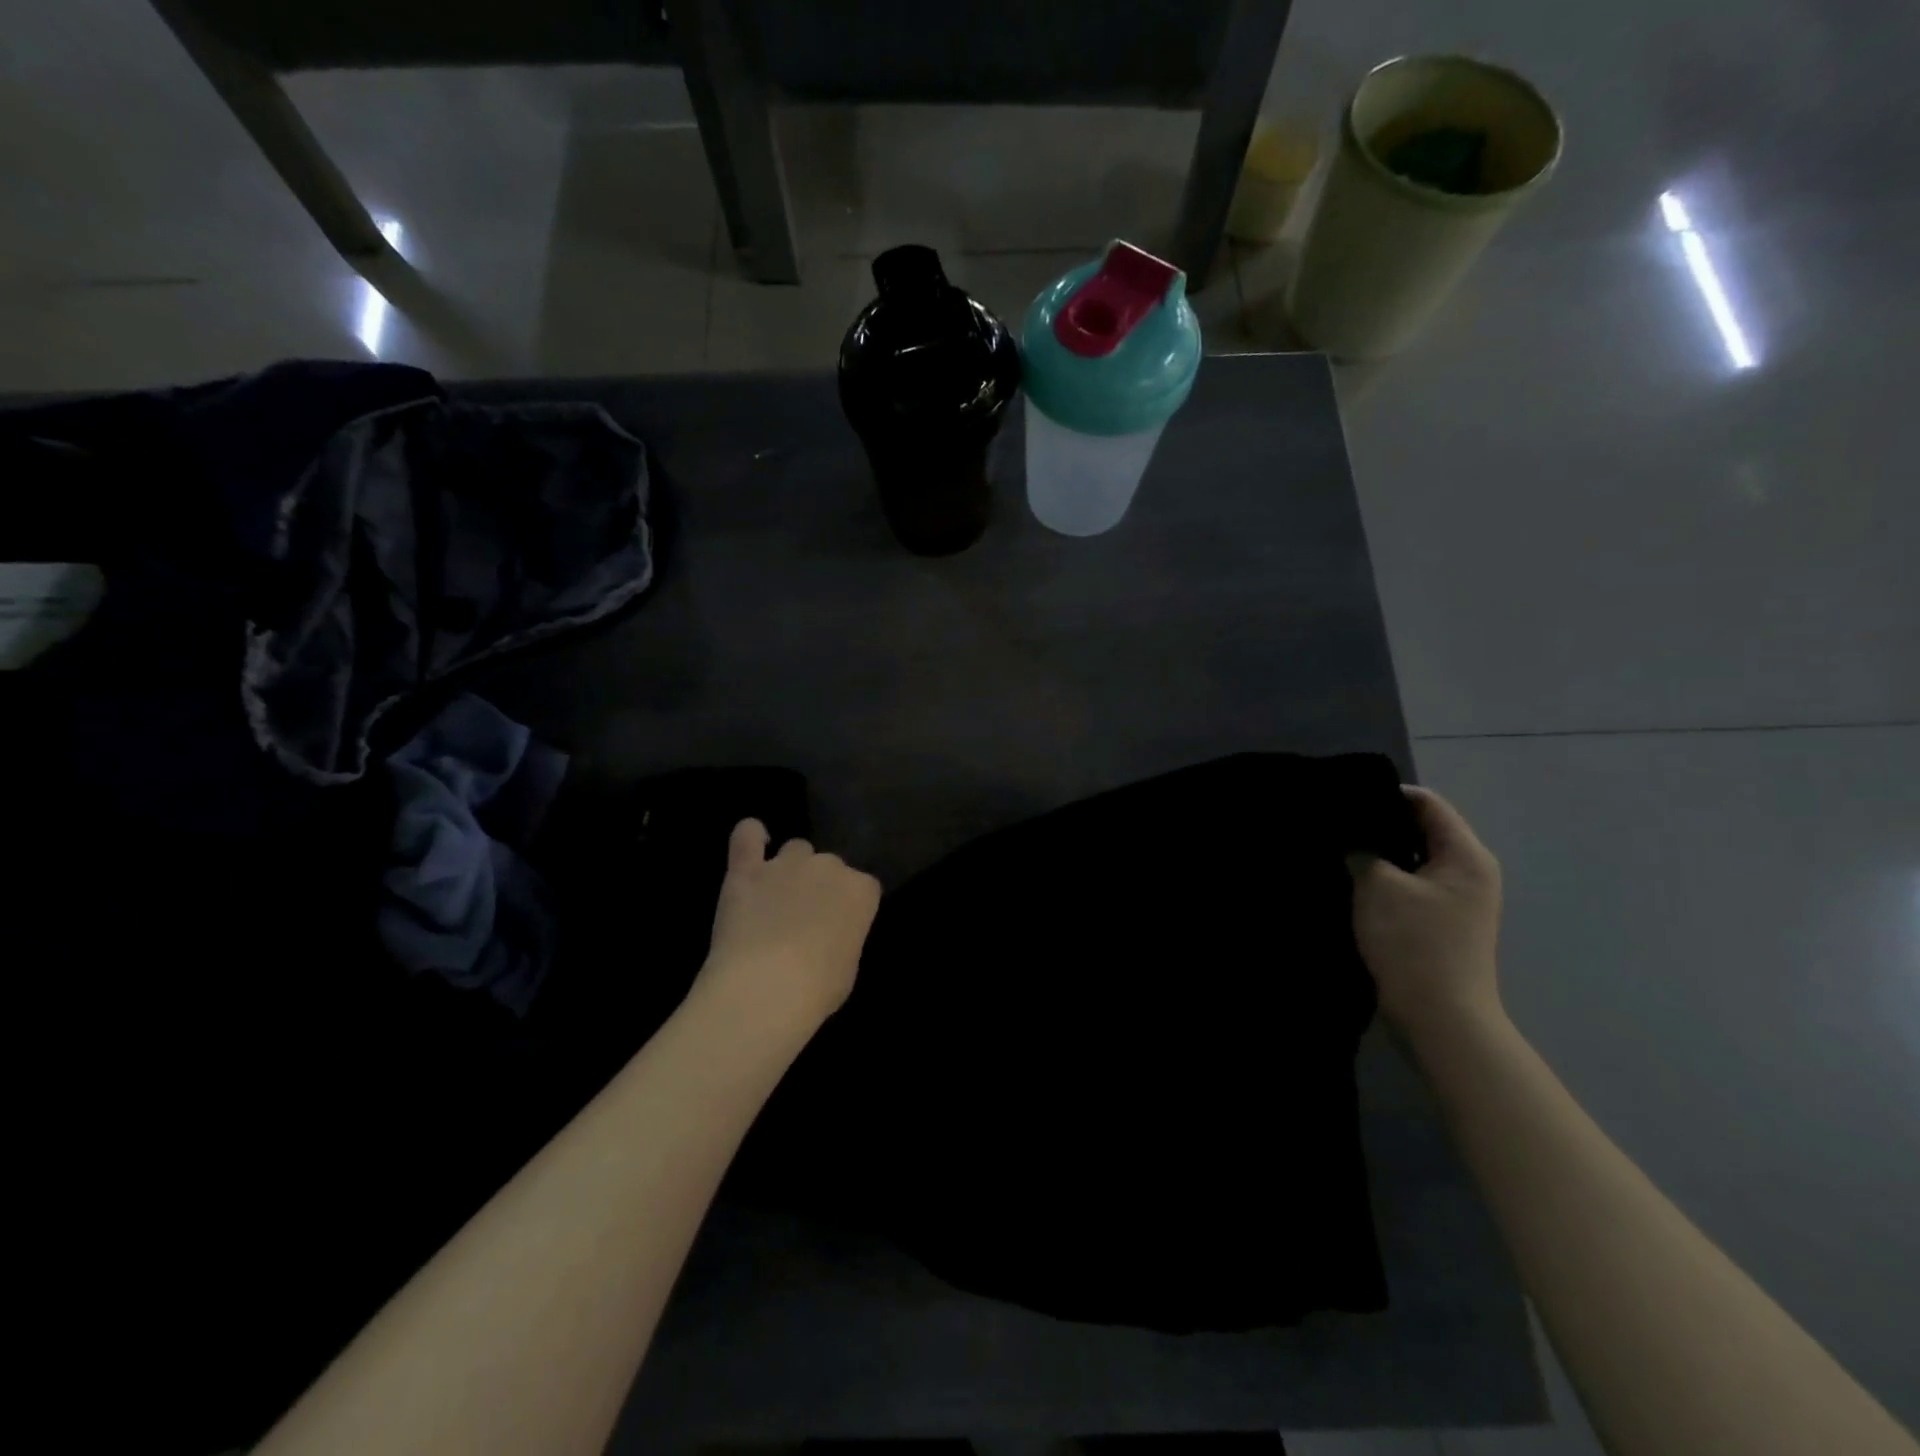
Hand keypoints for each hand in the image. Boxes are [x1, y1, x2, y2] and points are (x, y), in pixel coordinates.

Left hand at [692, 819, 881, 1042]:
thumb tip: (829, 933)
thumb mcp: (848, 966)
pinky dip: (750, 836)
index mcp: (861, 891)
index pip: (864, 886)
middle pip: (829, 864)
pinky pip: (748, 835)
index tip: (840, 926)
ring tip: (776, 899)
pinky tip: (752, 844)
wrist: (764, 989)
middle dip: (820, 885)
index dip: (850, 905)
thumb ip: (843, 935)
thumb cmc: (817, 989)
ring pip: (795, 849)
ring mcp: (786, 864)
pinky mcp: (747, 870)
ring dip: (790, 868)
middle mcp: (828, 867)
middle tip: (805, 918)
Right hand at [1348, 786, 1504, 1043]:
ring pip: (1412, 858)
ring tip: (1336, 847)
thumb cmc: (1414, 943)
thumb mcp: (1378, 886)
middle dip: (1378, 823)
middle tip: (1334, 821)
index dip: (1385, 794)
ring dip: (1379, 853)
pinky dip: (1384, 878)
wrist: (1440, 1017)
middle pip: (1421, 829)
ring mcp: (1457, 899)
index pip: (1427, 803)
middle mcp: (1469, 871)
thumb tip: (1350, 838)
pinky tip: (1351, 879)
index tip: (1343, 796)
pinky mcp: (1440, 921)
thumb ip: (1361, 851)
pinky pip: (1410, 884)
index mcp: (1465, 855)